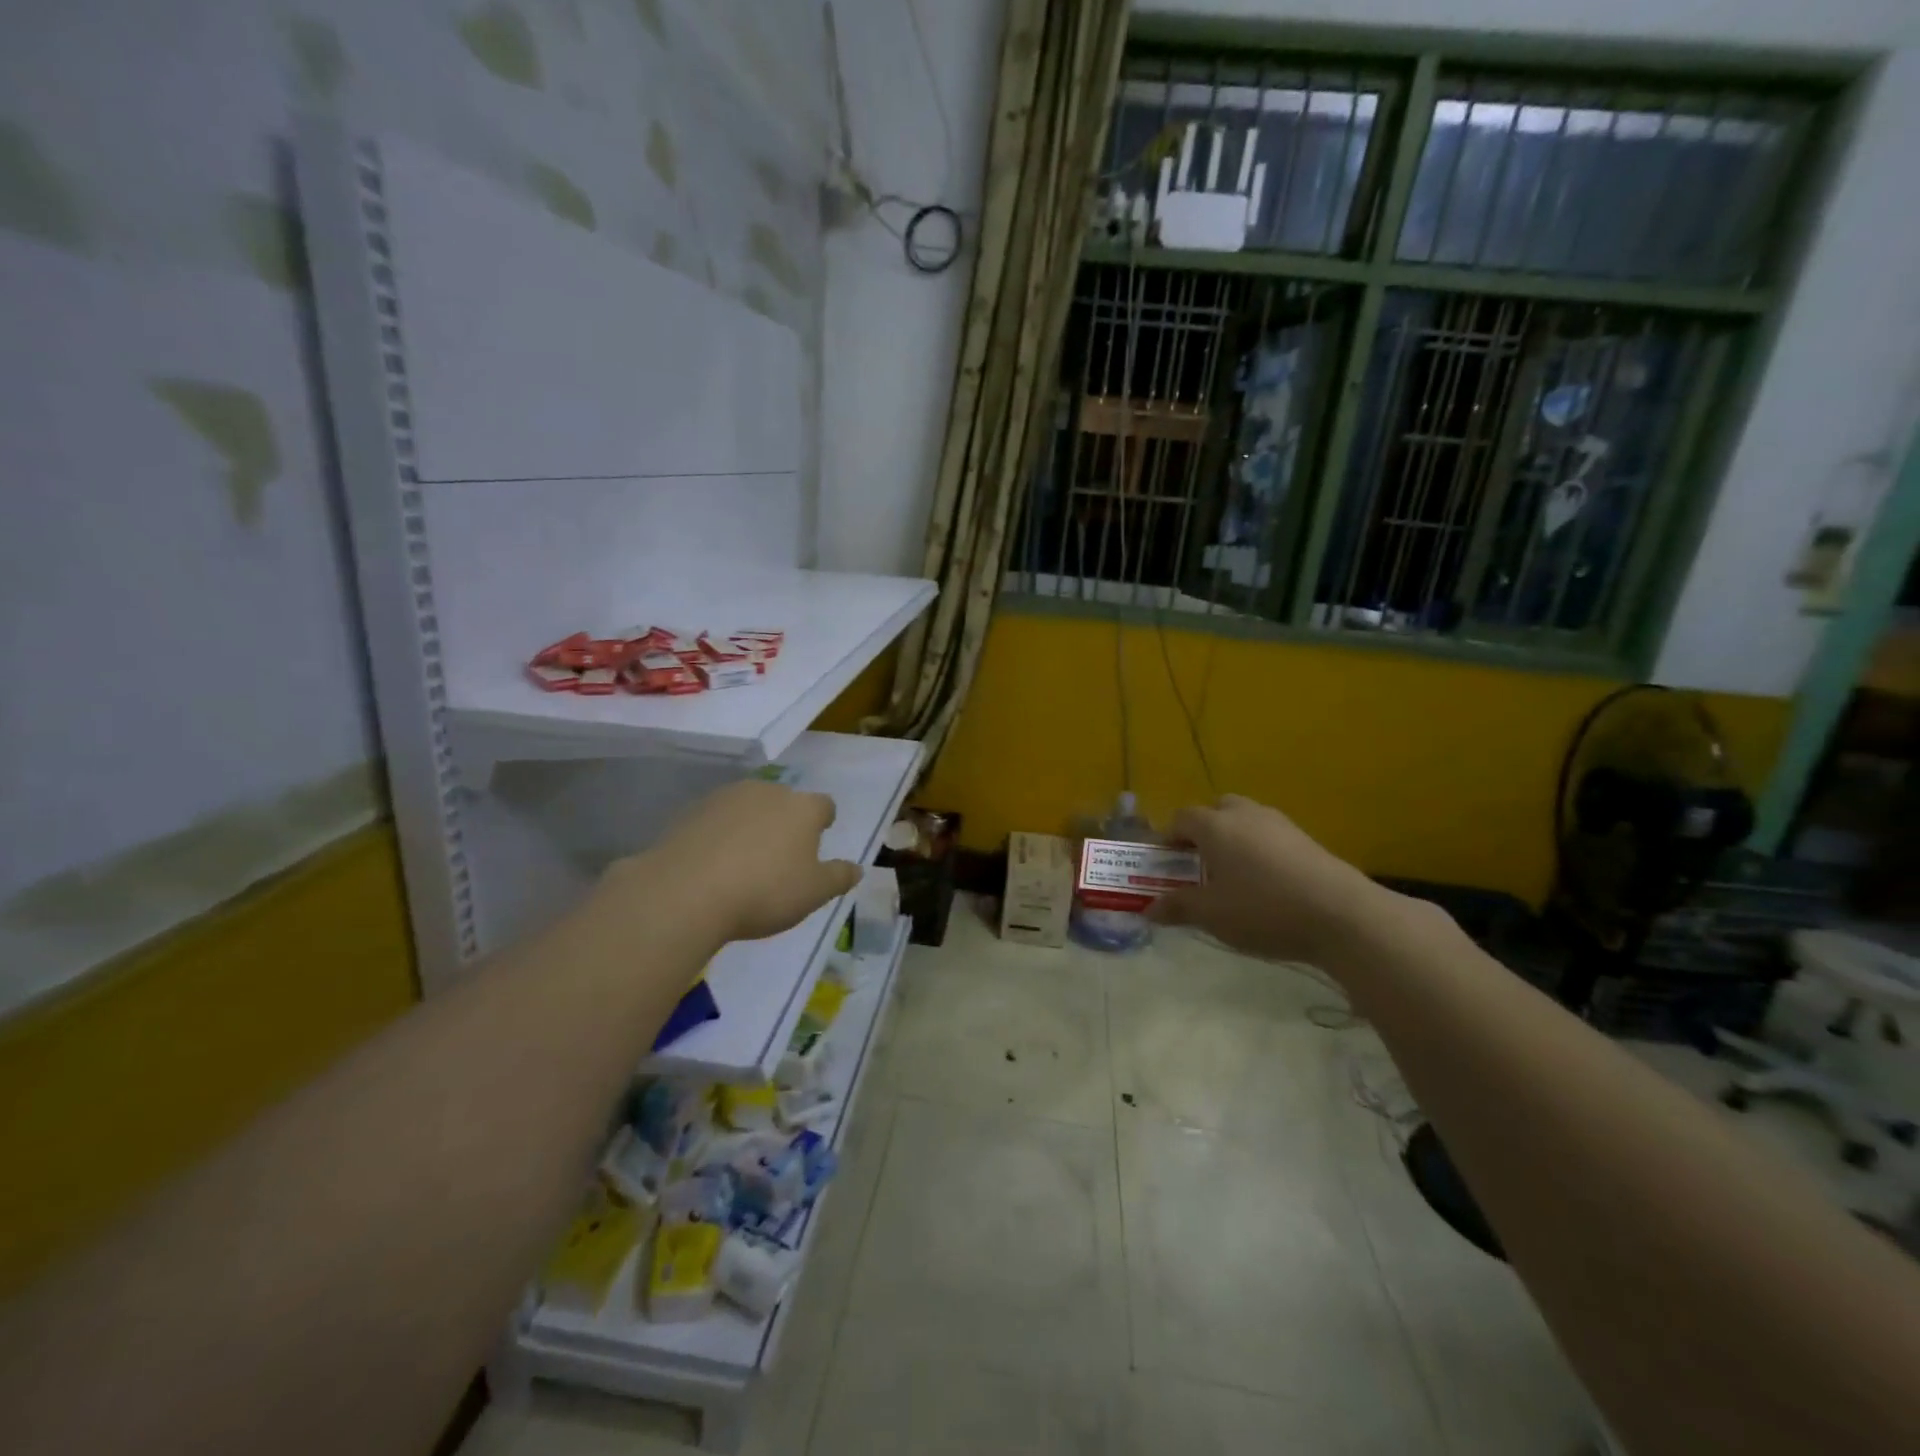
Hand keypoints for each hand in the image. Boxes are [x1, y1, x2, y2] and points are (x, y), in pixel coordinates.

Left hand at [611, 780, 861, 945]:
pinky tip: (714, 864)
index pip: (824, 805)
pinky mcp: (690, 812)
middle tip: (781, 856)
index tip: (819, 838)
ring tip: (744, 861)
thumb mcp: (813, 893)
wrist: (685, 892)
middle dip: (786, 822)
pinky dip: (719, 835)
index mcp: (802, 808)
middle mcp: (767, 792)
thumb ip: (838, 877)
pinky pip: (716, 821)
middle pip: (784, 802)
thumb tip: (856, 868)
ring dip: (751, 826)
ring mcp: (725, 798)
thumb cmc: (764, 891)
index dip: (824, 821)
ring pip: (748, 808)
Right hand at [1154, 794, 1391, 968]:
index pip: (1181, 818)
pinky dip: (1262, 850)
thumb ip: (1178, 907)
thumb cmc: (1262, 909)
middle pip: (1217, 809)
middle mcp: (1245, 815)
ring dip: (1235, 839)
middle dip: (1205, 830)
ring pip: (1247, 820)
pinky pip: (1272, 836)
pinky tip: (1268, 884)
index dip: (1169, 837)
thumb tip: (1149, 908)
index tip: (1167, 863)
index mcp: (1215, 826)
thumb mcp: (1212, 915)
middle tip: (1202, 864)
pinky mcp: (1307, 840)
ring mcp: (1280, 824)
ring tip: (1235, 875)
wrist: (1341, 914)